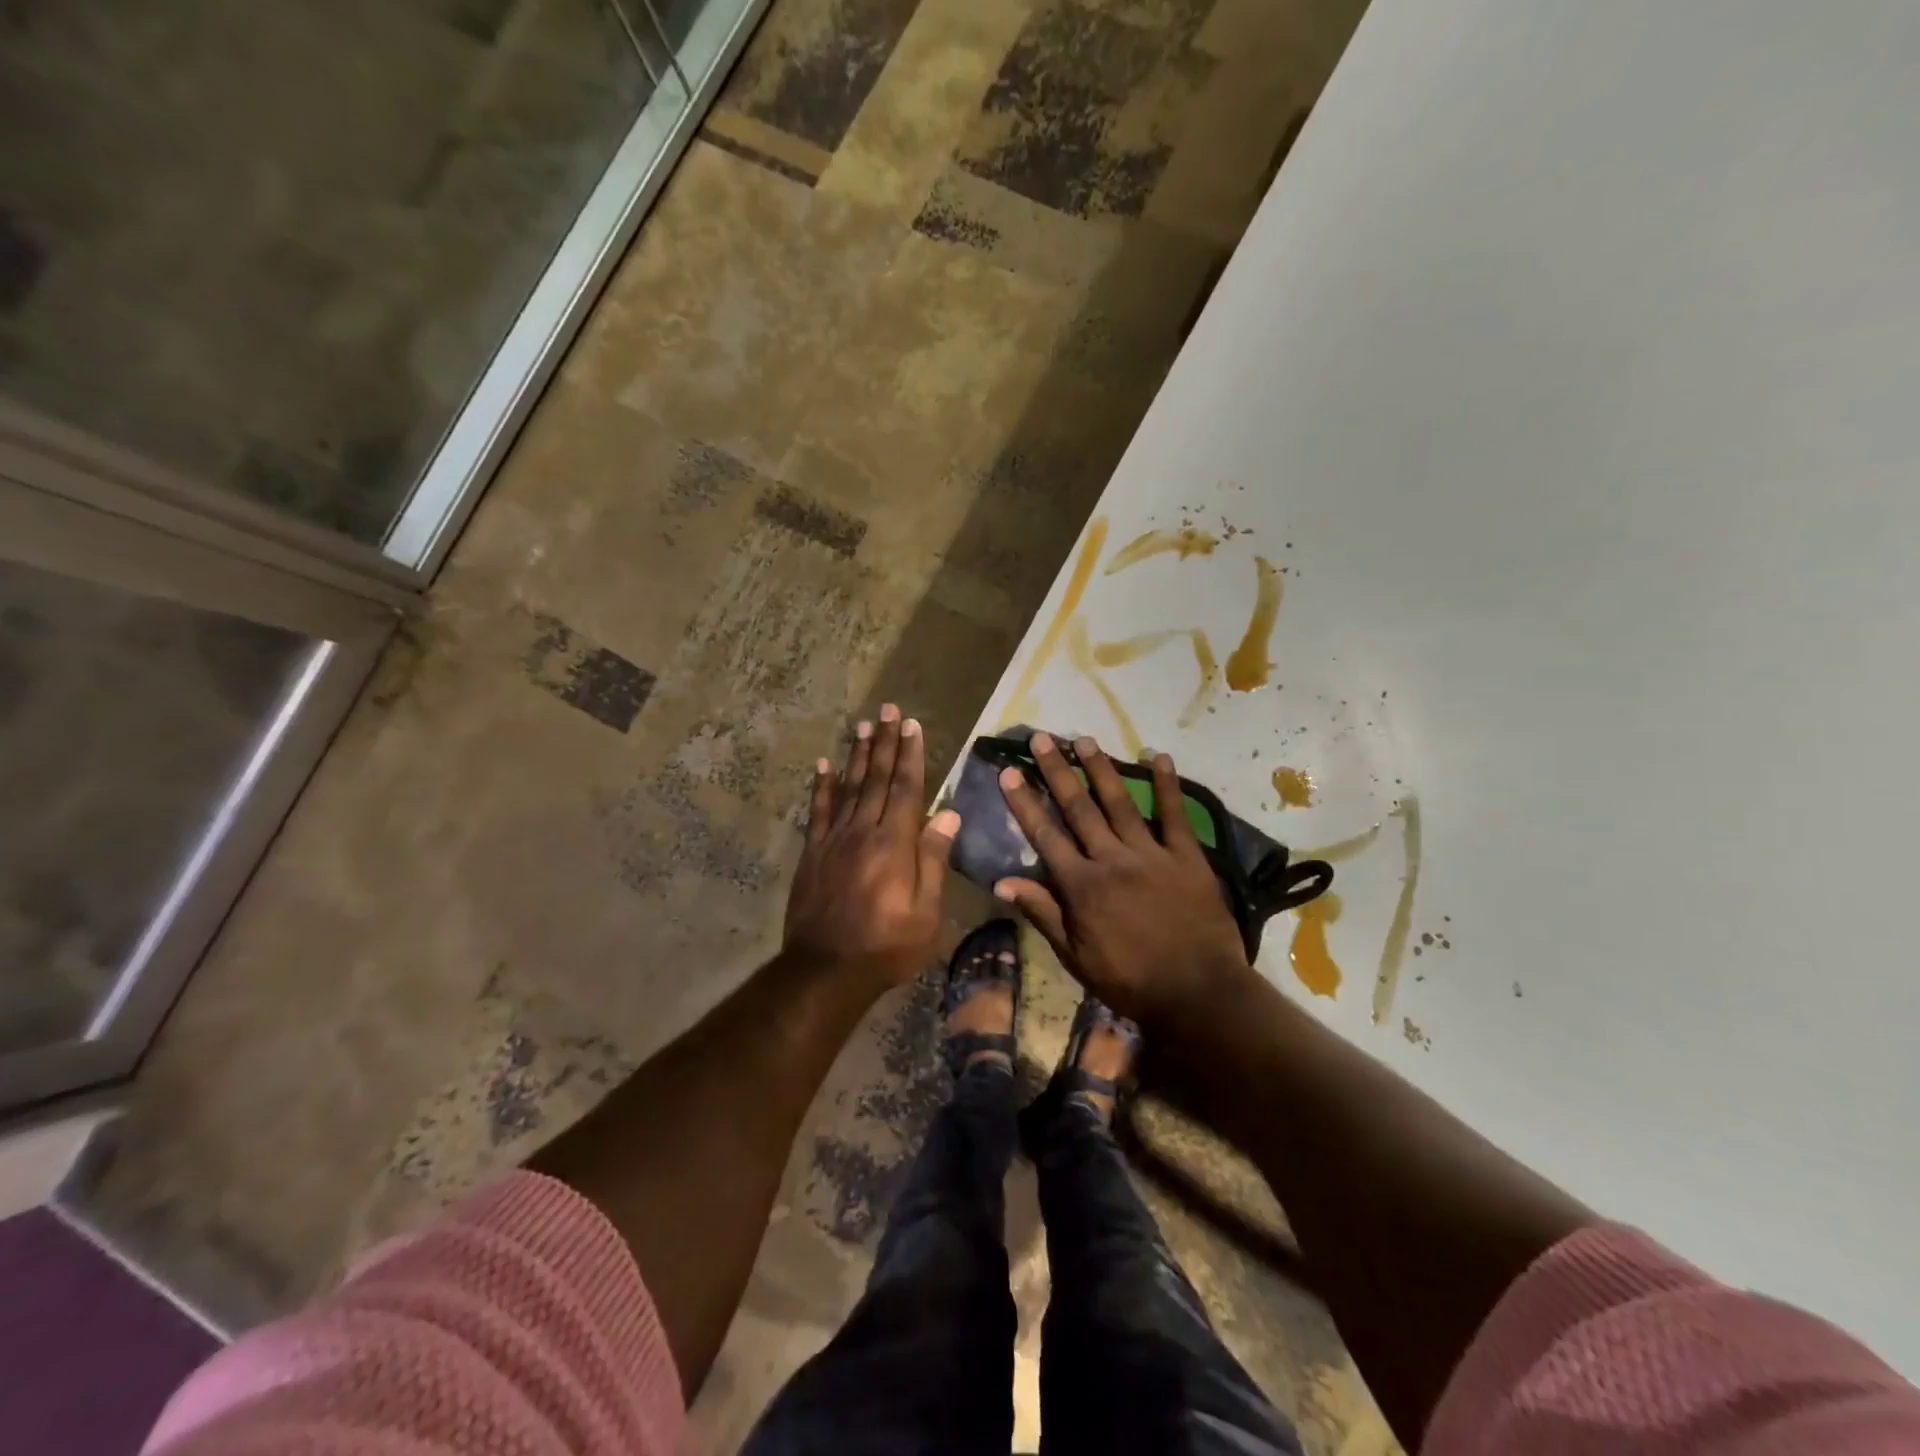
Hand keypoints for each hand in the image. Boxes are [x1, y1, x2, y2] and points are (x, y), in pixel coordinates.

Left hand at [785, 705, 959, 989]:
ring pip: (847, 788)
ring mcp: (834, 840)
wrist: (825, 970)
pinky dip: (821, 787)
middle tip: (888, 710)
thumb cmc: (886, 946)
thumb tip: (947, 814)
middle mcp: (863, 832)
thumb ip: (933, 860)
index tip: (912, 725)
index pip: (905, 789)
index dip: (910, 755)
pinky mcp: (813, 853)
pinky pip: (818, 812)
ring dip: (856, 755)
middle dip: (884, 742)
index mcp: (894, 844)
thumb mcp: (926, 913)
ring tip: (862, 726)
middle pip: (875, 779)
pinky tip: (823, 765)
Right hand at [994, 732, 1254, 1030]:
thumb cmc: (1130, 980)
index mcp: (1081, 885)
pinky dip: (1167, 784)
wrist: (1198, 994)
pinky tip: (1158, 756)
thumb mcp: (1076, 956)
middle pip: (1078, 808)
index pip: (1044, 835)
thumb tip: (1001, 883)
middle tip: (1042, 738)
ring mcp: (1151, 853)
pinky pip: (1175, 814)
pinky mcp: (1187, 856)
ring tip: (1084, 739)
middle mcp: (1111, 859)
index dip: (1024, 802)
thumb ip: (1042, 913)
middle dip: (1057, 771)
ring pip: (1119, 802)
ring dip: (1100, 768)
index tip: (1009, 772)